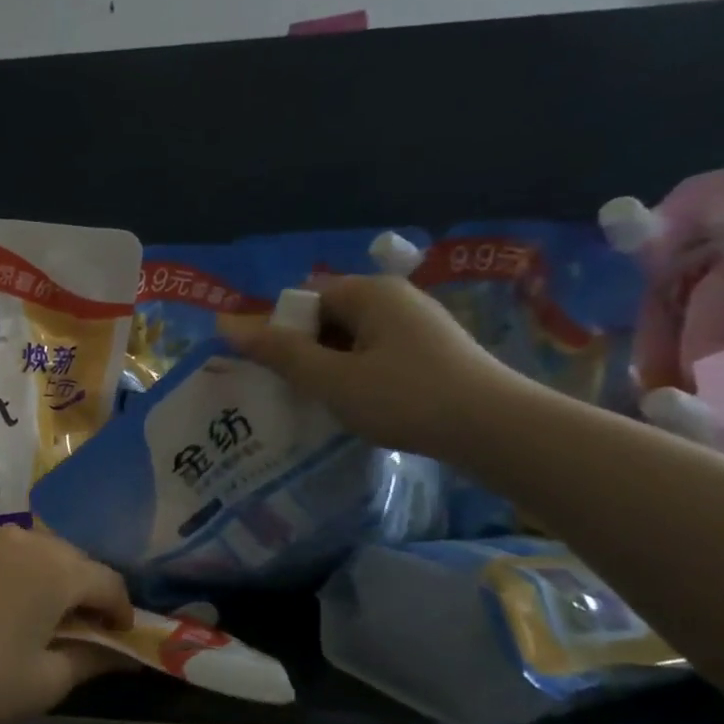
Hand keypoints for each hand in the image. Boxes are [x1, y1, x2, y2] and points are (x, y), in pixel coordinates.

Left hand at [0, 527, 132, 723]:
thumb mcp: (44, 682)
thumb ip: (90, 660)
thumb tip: (121, 655)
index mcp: (56, 571)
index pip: (107, 581)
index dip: (119, 609)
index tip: (116, 635)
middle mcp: (21, 538)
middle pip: (66, 557)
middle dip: (79, 587)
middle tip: (73, 622)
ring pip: (23, 546)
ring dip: (36, 572)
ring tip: (25, 605)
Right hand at [219, 274, 529, 457]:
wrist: (497, 429)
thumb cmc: (405, 398)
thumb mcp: (332, 378)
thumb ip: (279, 352)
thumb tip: (226, 324)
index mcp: (370, 293)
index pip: (306, 298)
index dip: (282, 330)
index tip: (276, 370)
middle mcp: (395, 298)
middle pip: (329, 316)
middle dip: (305, 350)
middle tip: (295, 390)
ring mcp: (418, 325)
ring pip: (352, 339)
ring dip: (331, 367)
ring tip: (324, 403)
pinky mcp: (432, 352)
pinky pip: (376, 354)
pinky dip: (359, 375)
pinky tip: (360, 406)